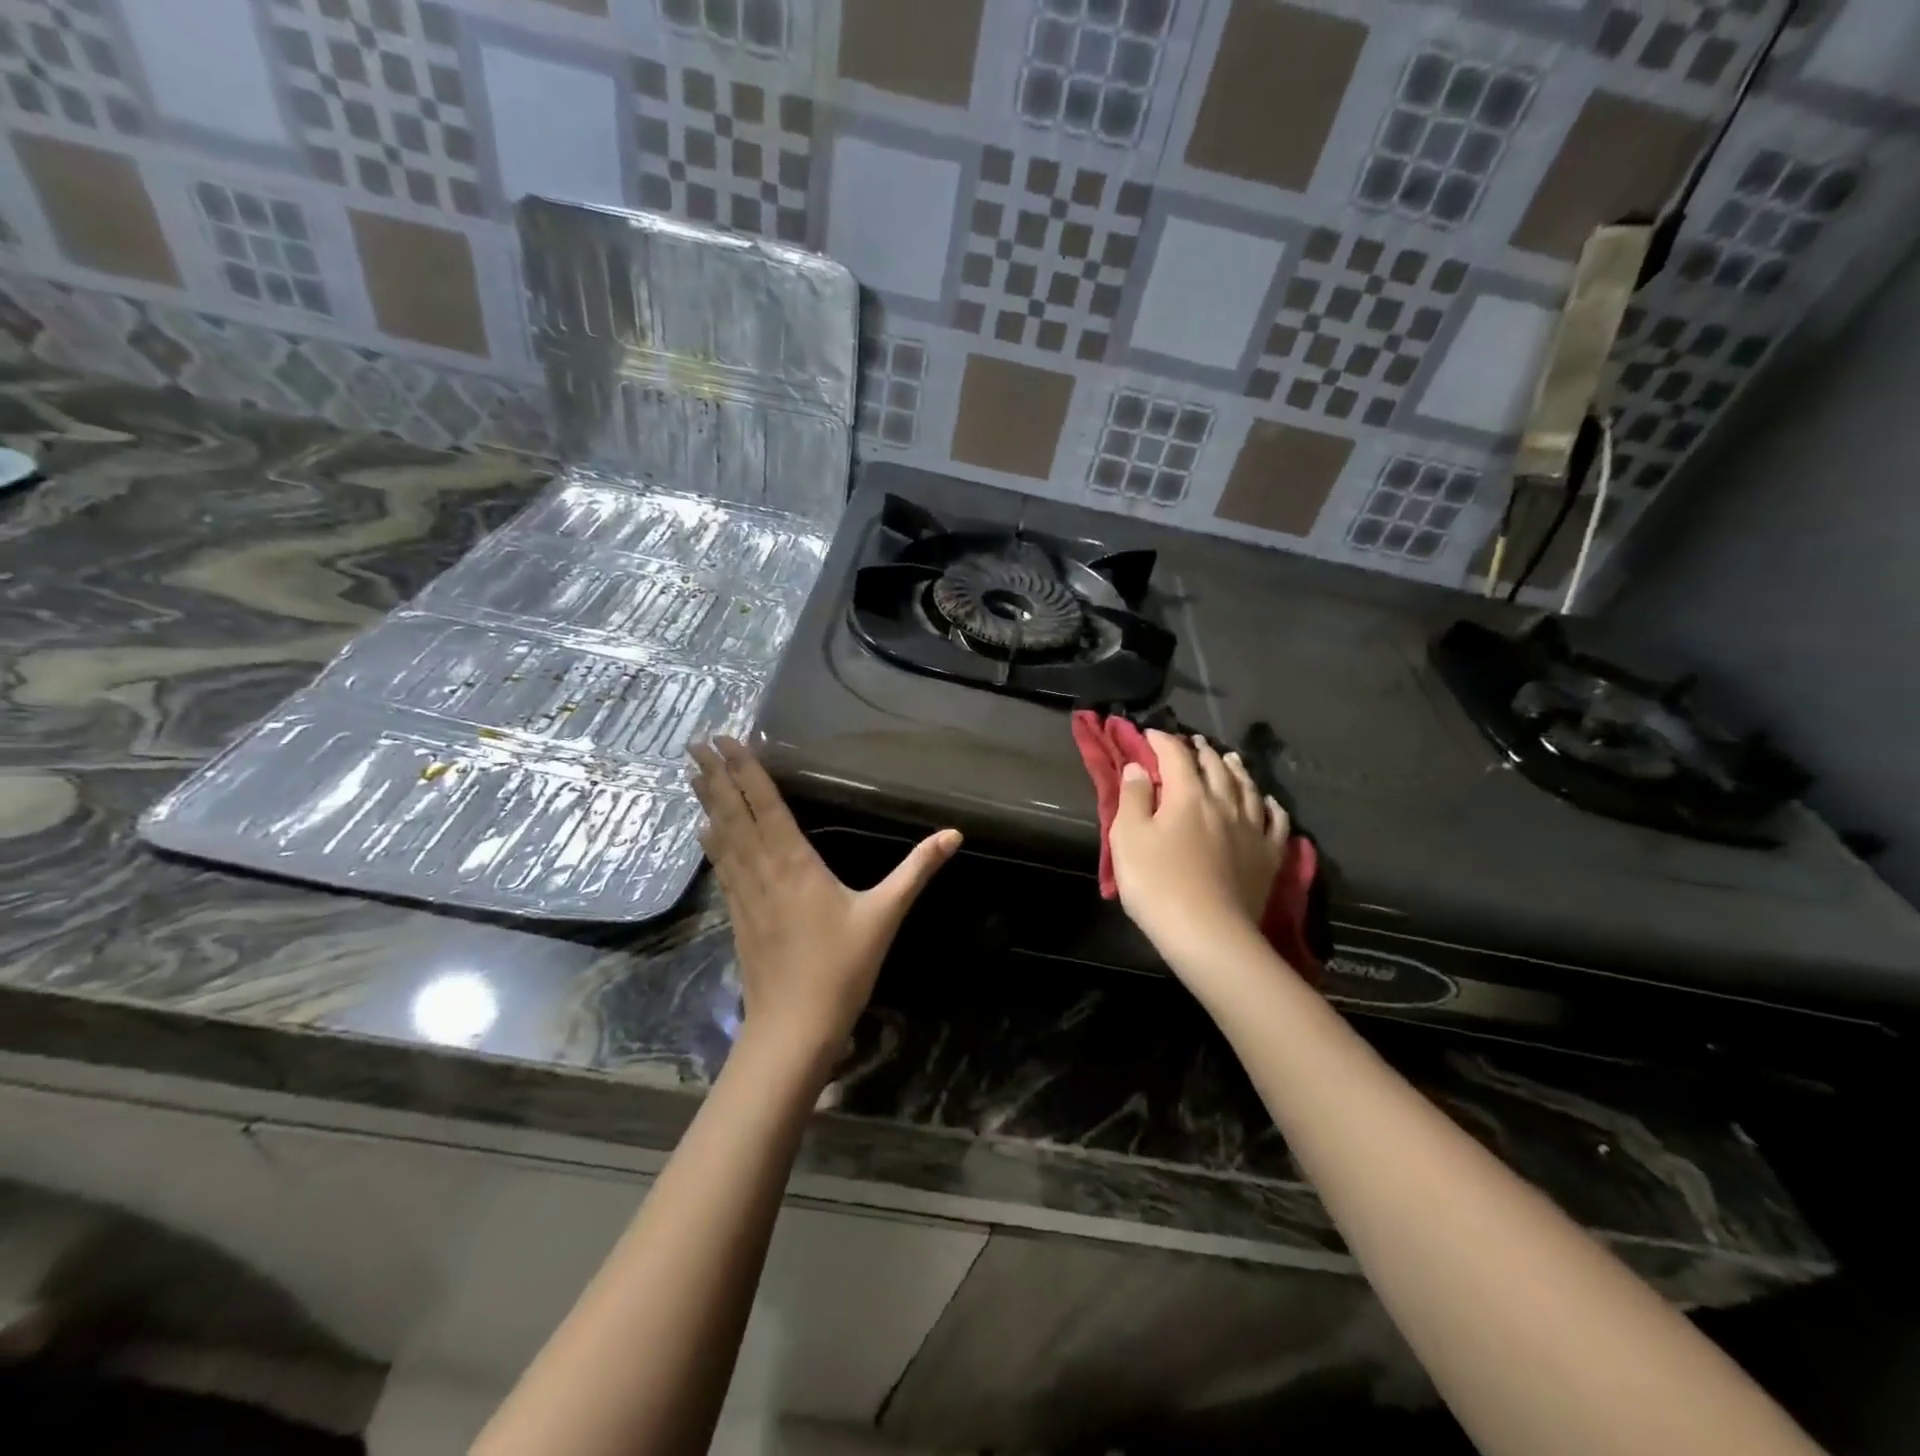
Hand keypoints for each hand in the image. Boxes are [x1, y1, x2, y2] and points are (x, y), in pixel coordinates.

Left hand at [690, 737, 960, 1072]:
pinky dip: (712, 842)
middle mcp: (762, 870)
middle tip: (695, 744)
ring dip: (708, 802)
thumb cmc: (841, 968)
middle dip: (715, 777)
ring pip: (722, 837)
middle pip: (734, 814)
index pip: (766, 805)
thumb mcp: (885, 915)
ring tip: (692, 774)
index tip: (724, 740)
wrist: (793, 1027)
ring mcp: (744, 893)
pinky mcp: (737, 914)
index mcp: (795, 863)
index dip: (744, 770)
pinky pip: (721, 866)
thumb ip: (916, 870)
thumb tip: (954, 834)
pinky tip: (703, 831)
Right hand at [1108, 730, 1287, 962]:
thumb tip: (1139, 766)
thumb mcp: (1128, 837)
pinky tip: (1267, 802)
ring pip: (1247, 788)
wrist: (1208, 934)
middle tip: (1192, 742)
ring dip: (1236, 770)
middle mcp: (1224, 803)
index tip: (1149, 735)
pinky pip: (1275, 822)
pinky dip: (1270, 805)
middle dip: (1201, 751)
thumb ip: (1132, 798)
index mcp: (1188, 795)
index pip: (1175, 756)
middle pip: (1215, 767)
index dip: (1161, 741)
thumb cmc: (1158, 884)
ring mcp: (1252, 829)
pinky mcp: (1269, 856)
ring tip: (1229, 759)